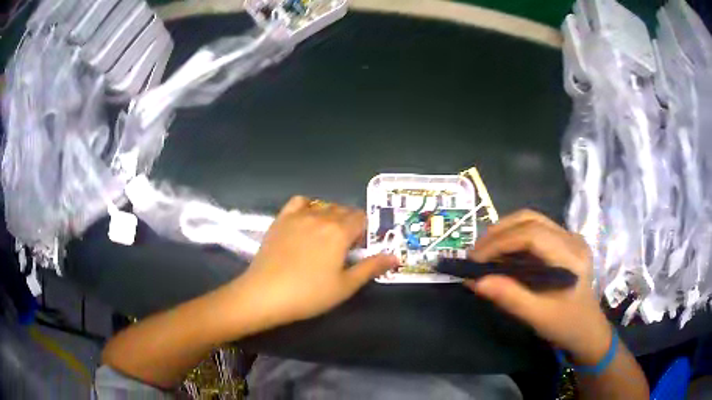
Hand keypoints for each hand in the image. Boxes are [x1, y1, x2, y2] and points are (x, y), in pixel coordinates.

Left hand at [234, 196, 398, 331]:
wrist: (265, 294)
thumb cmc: (309, 294)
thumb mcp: (345, 285)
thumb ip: (371, 267)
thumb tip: (395, 256)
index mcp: (340, 231)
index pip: (361, 218)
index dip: (364, 231)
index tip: (359, 249)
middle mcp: (321, 216)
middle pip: (344, 210)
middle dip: (350, 224)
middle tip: (344, 248)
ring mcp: (298, 215)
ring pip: (324, 206)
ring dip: (331, 216)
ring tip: (326, 237)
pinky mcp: (281, 219)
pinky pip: (299, 202)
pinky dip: (308, 207)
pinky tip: (306, 221)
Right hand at [466, 210, 611, 364]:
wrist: (588, 330)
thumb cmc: (566, 325)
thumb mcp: (538, 316)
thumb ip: (509, 297)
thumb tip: (474, 281)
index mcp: (571, 255)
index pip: (532, 234)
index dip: (500, 242)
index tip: (474, 260)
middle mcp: (572, 238)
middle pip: (530, 219)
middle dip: (499, 232)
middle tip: (475, 254)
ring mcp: (569, 238)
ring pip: (531, 221)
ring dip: (504, 232)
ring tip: (484, 252)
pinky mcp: (563, 243)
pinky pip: (535, 231)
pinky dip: (513, 239)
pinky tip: (501, 254)